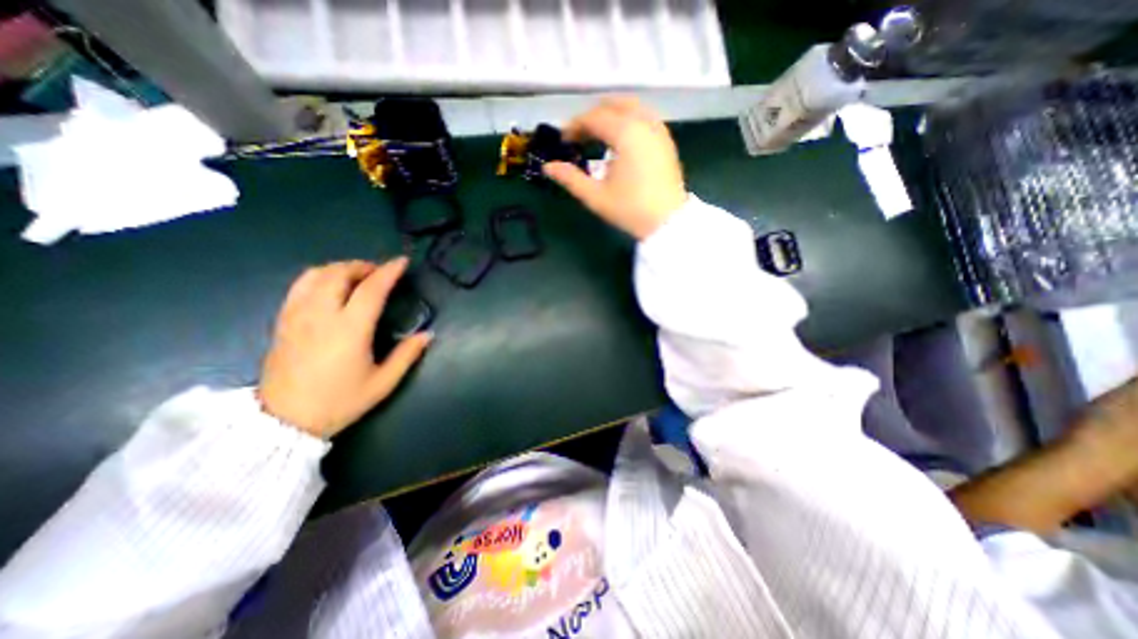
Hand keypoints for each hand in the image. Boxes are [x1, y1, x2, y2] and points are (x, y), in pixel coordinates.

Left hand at [258, 258, 434, 436]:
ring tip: (356, 276)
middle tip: (379, 272)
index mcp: (350, 330)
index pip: (371, 289)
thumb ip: (407, 355)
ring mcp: (297, 316)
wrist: (284, 421)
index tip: (401, 262)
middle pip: (339, 274)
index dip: (388, 272)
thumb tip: (428, 334)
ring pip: (316, 275)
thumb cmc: (339, 401)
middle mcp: (321, 315)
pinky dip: (318, 277)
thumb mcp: (383, 383)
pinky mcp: (282, 322)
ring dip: (340, 268)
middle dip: (362, 266)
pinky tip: (329, 287)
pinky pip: (299, 286)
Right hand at [547, 97, 687, 238]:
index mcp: (625, 133)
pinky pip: (645, 116)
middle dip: (593, 116)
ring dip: (611, 114)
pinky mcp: (666, 140)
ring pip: (632, 106)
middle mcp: (643, 123)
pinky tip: (622, 140)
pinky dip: (629, 119)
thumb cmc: (630, 209)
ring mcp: (658, 129)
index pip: (594, 117)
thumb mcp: (596, 197)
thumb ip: (570, 178)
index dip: (575, 126)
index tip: (564, 140)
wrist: (667, 222)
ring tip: (598, 135)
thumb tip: (548, 167)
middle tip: (580, 136)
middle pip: (613, 104)